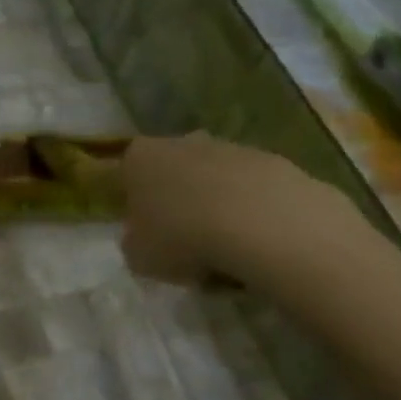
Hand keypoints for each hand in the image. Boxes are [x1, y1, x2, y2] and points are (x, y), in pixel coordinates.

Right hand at [119, 133, 346, 284]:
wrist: (261, 226)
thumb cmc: (181, 238)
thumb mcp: (138, 256)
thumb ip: (135, 242)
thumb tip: (146, 238)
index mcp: (140, 159)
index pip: (126, 173)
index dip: (132, 201)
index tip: (141, 228)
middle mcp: (182, 143)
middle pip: (173, 170)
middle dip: (176, 198)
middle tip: (181, 238)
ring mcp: (231, 148)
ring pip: (214, 179)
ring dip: (214, 206)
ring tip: (222, 249)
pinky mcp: (274, 162)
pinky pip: (250, 191)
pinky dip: (249, 212)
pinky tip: (253, 242)